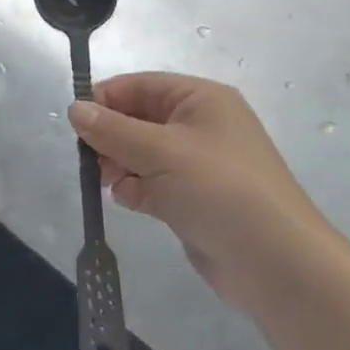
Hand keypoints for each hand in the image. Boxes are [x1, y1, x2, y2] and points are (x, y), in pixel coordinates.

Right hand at [69, 73, 323, 303]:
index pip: (140, 85)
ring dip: (121, 165)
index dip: (106, 99)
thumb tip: (74, 109)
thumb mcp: (161, 151)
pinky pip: (152, 183)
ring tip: (112, 183)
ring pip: (141, 153)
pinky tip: (132, 202)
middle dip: (111, 137)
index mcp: (200, 99)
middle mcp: (200, 125)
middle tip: (92, 160)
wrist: (276, 263)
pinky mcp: (193, 199)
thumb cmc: (219, 190)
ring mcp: (197, 164)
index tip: (77, 124)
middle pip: (138, 119)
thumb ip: (112, 130)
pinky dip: (136, 189)